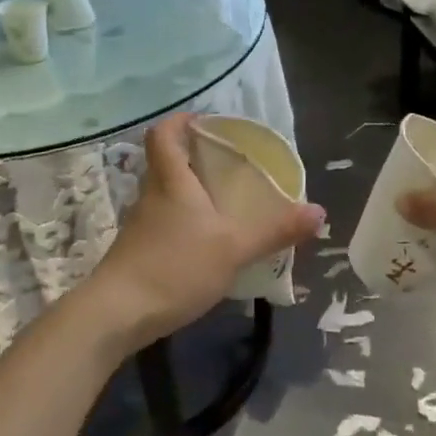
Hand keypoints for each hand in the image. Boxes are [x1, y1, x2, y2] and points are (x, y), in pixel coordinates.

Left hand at [87, 112, 323, 349]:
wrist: (117, 314)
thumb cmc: (175, 268)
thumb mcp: (234, 248)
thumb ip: (276, 230)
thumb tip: (319, 212)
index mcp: (171, 181)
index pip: (164, 133)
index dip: (182, 120)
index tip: (208, 123)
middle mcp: (152, 195)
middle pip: (166, 162)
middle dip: (195, 158)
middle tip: (231, 165)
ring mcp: (141, 225)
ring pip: (166, 195)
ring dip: (191, 193)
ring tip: (226, 204)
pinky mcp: (138, 251)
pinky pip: (165, 223)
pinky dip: (185, 223)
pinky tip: (207, 243)